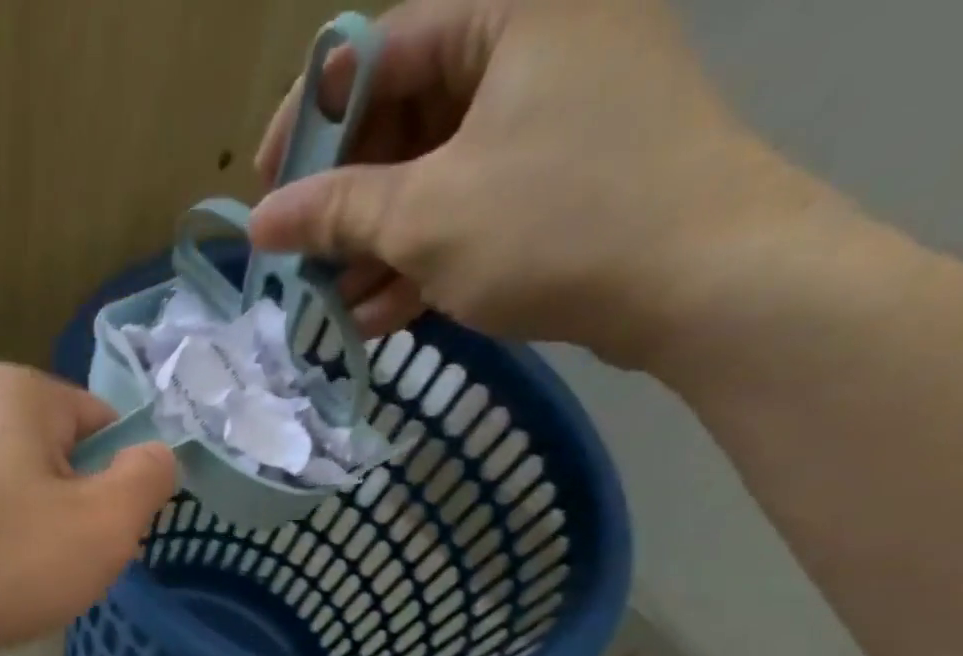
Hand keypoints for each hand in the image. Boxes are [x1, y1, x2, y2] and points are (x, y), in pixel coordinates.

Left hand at [0, 363, 175, 655]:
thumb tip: (157, 456)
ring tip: (17, 583)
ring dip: (27, 535)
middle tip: (65, 566)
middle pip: (50, 457)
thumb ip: (149, 480)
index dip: (117, 481)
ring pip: (7, 492)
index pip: (100, 422)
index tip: (108, 535)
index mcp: (15, 389)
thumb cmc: (2, 559)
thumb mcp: (106, 524)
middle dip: (70, 511)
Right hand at [250, 0, 819, 366]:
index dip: (308, 127)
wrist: (700, 281)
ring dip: (377, 249)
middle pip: (403, 123)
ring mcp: (552, 118)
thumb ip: (337, 212)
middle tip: (302, 266)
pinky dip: (424, 262)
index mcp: (507, 10)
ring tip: (334, 310)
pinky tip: (381, 317)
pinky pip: (471, 211)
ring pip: (433, 178)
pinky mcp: (563, 182)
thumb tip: (261, 222)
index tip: (267, 192)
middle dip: (346, 207)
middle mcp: (532, 47)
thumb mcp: (427, 216)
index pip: (376, 53)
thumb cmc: (556, 222)